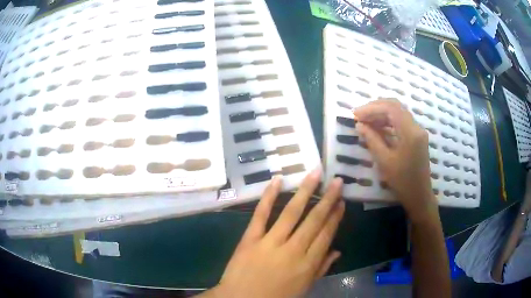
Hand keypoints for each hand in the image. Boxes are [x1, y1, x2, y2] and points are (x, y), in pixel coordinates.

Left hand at [204, 169, 344, 297]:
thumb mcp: (304, 288)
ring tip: (315, 173)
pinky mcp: (250, 238)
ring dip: (305, 191)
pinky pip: (261, 214)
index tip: (341, 201)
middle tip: (336, 181)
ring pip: (291, 213)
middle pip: (314, 221)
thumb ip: (321, 269)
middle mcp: (293, 250)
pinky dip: (268, 196)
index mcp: (307, 264)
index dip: (335, 217)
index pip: (326, 235)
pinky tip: (277, 180)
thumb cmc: (275, 297)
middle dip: (328, 199)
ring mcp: (270, 242)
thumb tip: (337, 251)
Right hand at [353, 99, 436, 222]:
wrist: (419, 195)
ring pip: (398, 113)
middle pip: (395, 106)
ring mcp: (418, 131)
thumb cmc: (402, 181)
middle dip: (376, 108)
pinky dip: (388, 122)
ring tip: (365, 122)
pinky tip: (377, 128)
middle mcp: (416, 127)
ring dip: (382, 114)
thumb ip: (372, 140)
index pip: (391, 108)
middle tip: (359, 116)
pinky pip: (402, 122)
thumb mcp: (384, 161)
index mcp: (410, 132)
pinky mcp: (417, 137)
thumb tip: (359, 125)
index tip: (356, 114)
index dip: (372, 108)